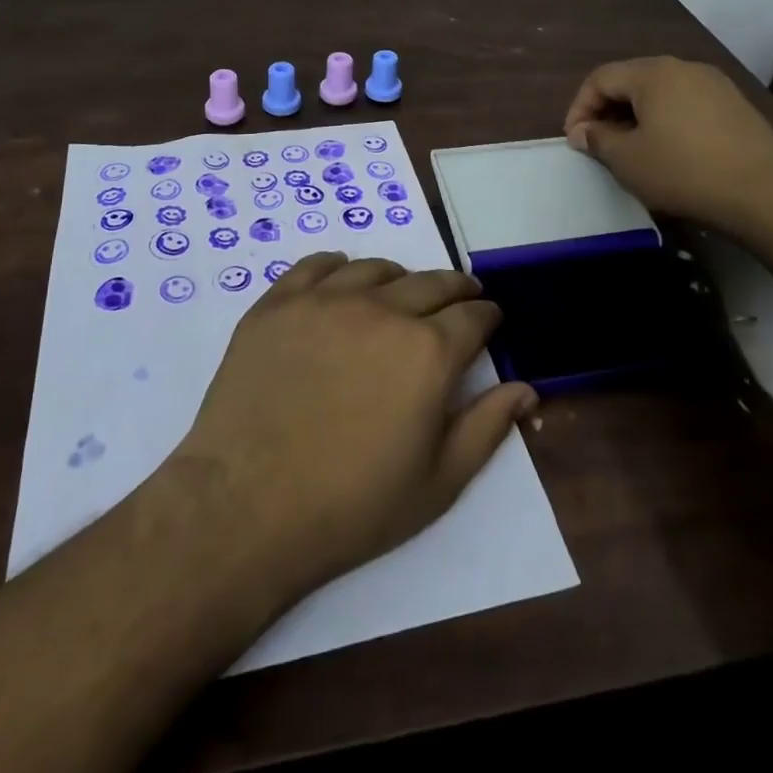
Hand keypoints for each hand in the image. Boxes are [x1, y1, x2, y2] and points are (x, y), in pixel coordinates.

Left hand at [173, 252, 537, 602]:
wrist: (245, 507)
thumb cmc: (351, 505)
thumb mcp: (437, 482)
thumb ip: (487, 427)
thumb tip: (527, 387)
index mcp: (427, 351)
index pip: (473, 316)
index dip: (488, 315)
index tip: (491, 319)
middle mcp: (382, 310)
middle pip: (431, 282)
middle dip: (455, 288)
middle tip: (461, 296)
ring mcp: (325, 300)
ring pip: (376, 268)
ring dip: (399, 277)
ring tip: (401, 291)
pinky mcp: (278, 303)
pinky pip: (316, 265)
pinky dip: (338, 266)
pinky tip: (342, 278)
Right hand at [563, 55, 772, 244]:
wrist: (768, 194)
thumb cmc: (685, 172)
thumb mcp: (628, 160)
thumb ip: (598, 139)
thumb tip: (583, 131)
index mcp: (653, 73)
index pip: (600, 78)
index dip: (579, 107)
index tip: (574, 141)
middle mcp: (684, 67)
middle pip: (631, 81)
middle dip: (607, 110)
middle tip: (598, 145)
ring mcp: (715, 84)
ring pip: (661, 93)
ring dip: (637, 117)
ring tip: (631, 150)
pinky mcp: (736, 106)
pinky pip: (687, 105)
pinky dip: (667, 122)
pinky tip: (670, 152)